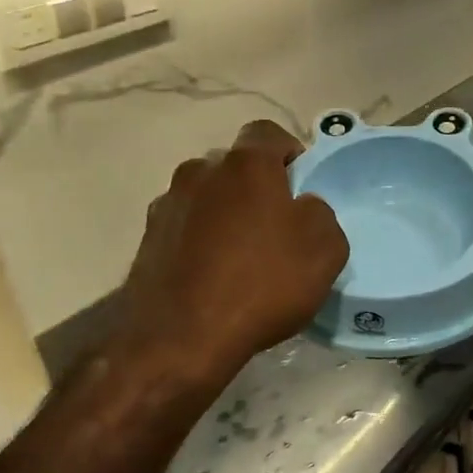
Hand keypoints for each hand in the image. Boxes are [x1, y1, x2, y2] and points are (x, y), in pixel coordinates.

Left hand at [114, 121, 348, 383]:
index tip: (302, 185)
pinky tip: (214, 276)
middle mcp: (200, 172)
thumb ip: (320, 214)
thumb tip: (301, 208)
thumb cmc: (262, 285)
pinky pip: (185, 228)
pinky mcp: (148, 240)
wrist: (181, 339)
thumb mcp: (324, 249)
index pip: (268, 133)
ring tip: (242, 256)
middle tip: (276, 225)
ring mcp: (167, 205)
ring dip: (225, 213)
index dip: (290, 152)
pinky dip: (201, 241)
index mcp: (245, 165)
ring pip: (207, 197)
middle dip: (256, 186)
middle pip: (235, 167)